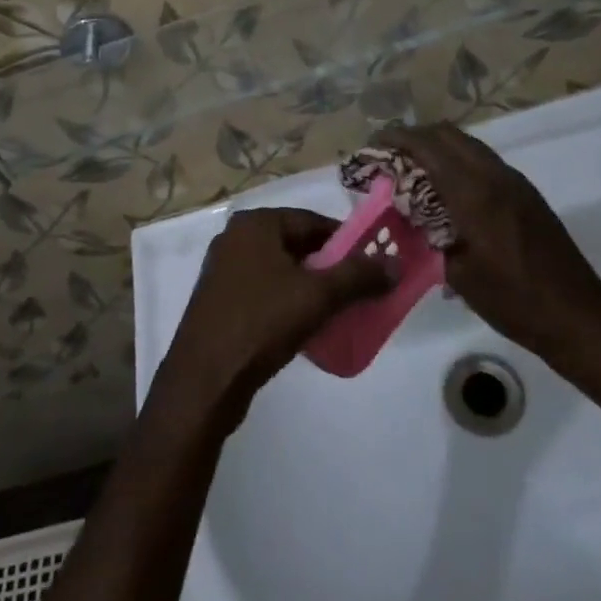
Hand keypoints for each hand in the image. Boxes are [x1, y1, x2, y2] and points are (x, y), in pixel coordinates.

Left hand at [158, 209, 392, 426]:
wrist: (205, 379)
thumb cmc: (261, 323)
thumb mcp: (318, 296)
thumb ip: (358, 276)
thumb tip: (396, 263)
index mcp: (255, 224)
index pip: (312, 221)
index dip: (345, 242)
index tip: (371, 265)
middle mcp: (236, 238)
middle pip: (296, 244)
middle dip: (329, 267)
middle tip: (359, 292)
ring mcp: (224, 270)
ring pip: (280, 270)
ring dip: (309, 288)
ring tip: (337, 312)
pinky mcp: (219, 300)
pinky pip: (264, 291)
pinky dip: (287, 302)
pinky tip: (305, 328)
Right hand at [376, 123, 600, 366]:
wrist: (579, 317)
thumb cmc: (513, 300)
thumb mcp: (457, 273)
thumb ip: (427, 234)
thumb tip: (404, 213)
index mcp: (473, 192)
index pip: (427, 146)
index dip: (397, 138)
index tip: (373, 143)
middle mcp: (494, 175)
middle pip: (447, 134)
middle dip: (415, 136)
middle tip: (390, 153)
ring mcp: (514, 181)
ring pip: (467, 144)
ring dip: (438, 146)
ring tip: (413, 168)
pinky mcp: (526, 193)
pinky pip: (483, 160)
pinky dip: (458, 159)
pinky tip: (447, 188)